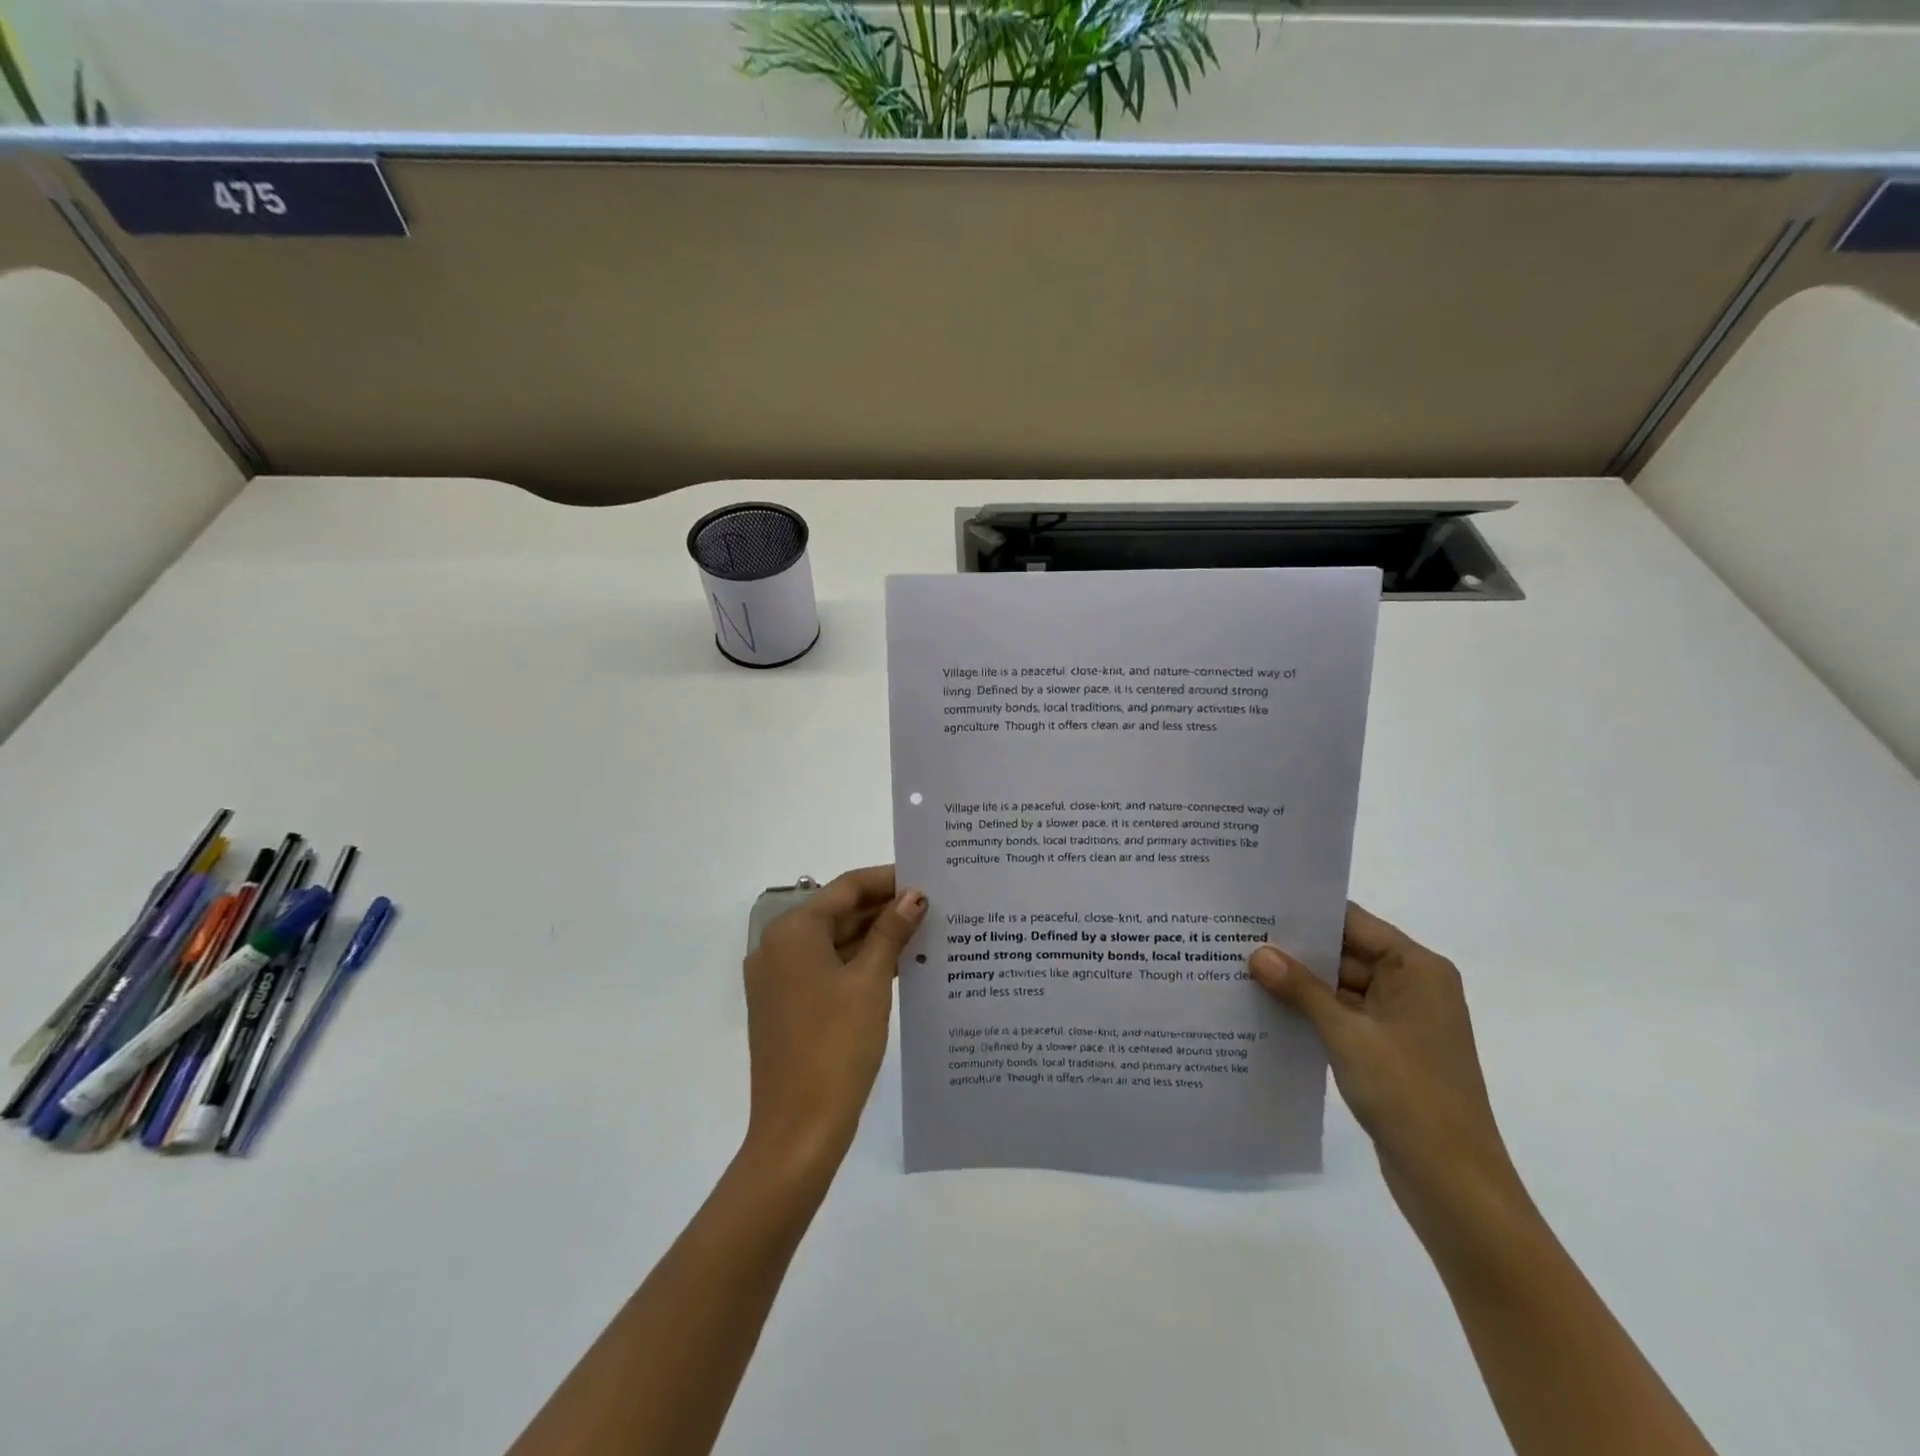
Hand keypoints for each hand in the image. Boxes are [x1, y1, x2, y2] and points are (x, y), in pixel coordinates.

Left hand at [740, 866, 924, 1185]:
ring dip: (874, 938)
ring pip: (833, 943)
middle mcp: (778, 947)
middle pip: (838, 913)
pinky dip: (858, 964)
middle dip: (884, 910)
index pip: (846, 888)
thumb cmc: (836, 1045)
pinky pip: (826, 970)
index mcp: (793, 931)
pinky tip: (898, 967)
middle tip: (933, 907)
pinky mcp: (786, 1007)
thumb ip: (891, 932)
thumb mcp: (870, 982)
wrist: (797, 1129)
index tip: (926, 878)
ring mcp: (779, 980)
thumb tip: (914, 896)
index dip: (887, 880)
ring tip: (924, 934)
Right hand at [1249, 905, 1531, 1255]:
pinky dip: (1310, 1013)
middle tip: (1236, 937)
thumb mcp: (1348, 1035)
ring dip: (1298, 984)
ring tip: (1239, 968)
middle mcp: (1413, 986)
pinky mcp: (1387, 1051)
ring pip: (1339, 987)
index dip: (1306, 912)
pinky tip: (1265, 1009)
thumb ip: (1301, 989)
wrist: (1454, 1186)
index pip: (1353, 922)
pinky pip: (1343, 1017)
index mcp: (1418, 970)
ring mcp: (1400, 1021)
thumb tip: (1257, 952)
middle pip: (1345, 952)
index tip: (1257, 904)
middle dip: (1294, 949)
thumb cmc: (1410, 1096)